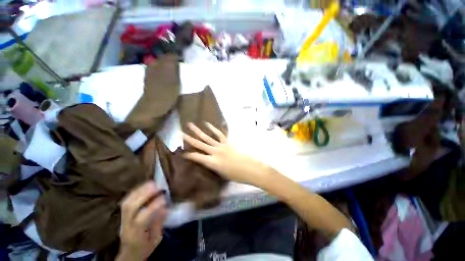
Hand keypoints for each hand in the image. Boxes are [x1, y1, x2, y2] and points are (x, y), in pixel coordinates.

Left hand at [118, 182, 166, 260]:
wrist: (128, 254)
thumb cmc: (144, 248)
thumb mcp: (155, 240)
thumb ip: (159, 223)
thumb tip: (164, 207)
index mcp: (135, 236)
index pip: (140, 220)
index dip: (152, 207)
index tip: (164, 198)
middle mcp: (126, 226)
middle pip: (130, 208)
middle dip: (144, 194)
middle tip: (157, 185)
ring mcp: (122, 220)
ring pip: (126, 202)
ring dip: (139, 190)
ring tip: (152, 183)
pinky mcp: (122, 215)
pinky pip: (126, 200)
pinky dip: (135, 191)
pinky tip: (144, 186)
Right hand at [182, 122, 273, 185]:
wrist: (249, 168)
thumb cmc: (236, 175)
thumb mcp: (221, 173)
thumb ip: (212, 165)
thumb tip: (207, 160)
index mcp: (212, 162)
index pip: (196, 157)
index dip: (188, 155)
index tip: (182, 153)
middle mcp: (215, 152)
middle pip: (199, 144)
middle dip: (189, 139)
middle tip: (180, 133)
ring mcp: (221, 145)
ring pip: (207, 137)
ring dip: (198, 131)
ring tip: (190, 125)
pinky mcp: (227, 142)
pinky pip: (219, 134)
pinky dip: (213, 129)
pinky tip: (207, 124)